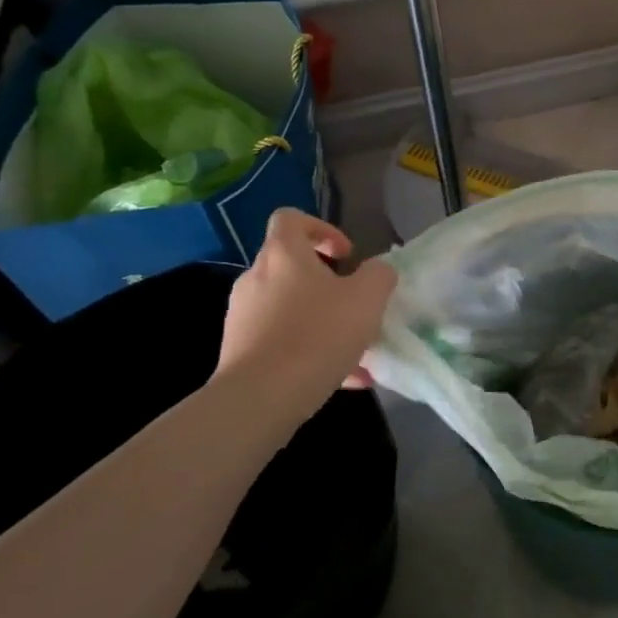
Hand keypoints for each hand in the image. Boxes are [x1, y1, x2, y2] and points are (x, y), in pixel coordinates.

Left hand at [213, 209, 397, 427]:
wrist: (261, 398)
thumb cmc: (318, 335)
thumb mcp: (368, 298)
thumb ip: (379, 275)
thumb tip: (376, 271)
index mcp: (283, 255)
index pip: (291, 219)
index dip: (322, 229)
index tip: (346, 256)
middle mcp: (255, 278)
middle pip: (291, 266)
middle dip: (327, 283)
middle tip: (355, 304)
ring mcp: (242, 316)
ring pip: (290, 308)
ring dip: (322, 321)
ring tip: (355, 351)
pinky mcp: (239, 351)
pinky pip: (281, 341)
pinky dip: (309, 351)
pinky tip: (341, 379)